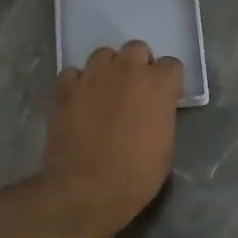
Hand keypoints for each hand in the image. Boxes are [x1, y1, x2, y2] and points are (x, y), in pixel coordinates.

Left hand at [42, 41, 182, 237]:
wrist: (88, 188)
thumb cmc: (137, 174)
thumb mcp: (165, 146)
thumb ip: (161, 117)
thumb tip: (153, 112)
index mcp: (159, 84)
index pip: (171, 65)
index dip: (168, 82)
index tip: (164, 98)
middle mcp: (127, 70)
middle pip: (136, 49)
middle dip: (138, 66)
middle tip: (134, 90)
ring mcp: (93, 76)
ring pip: (103, 55)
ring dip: (108, 69)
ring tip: (104, 92)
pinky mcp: (66, 89)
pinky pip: (73, 73)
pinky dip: (78, 83)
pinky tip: (79, 101)